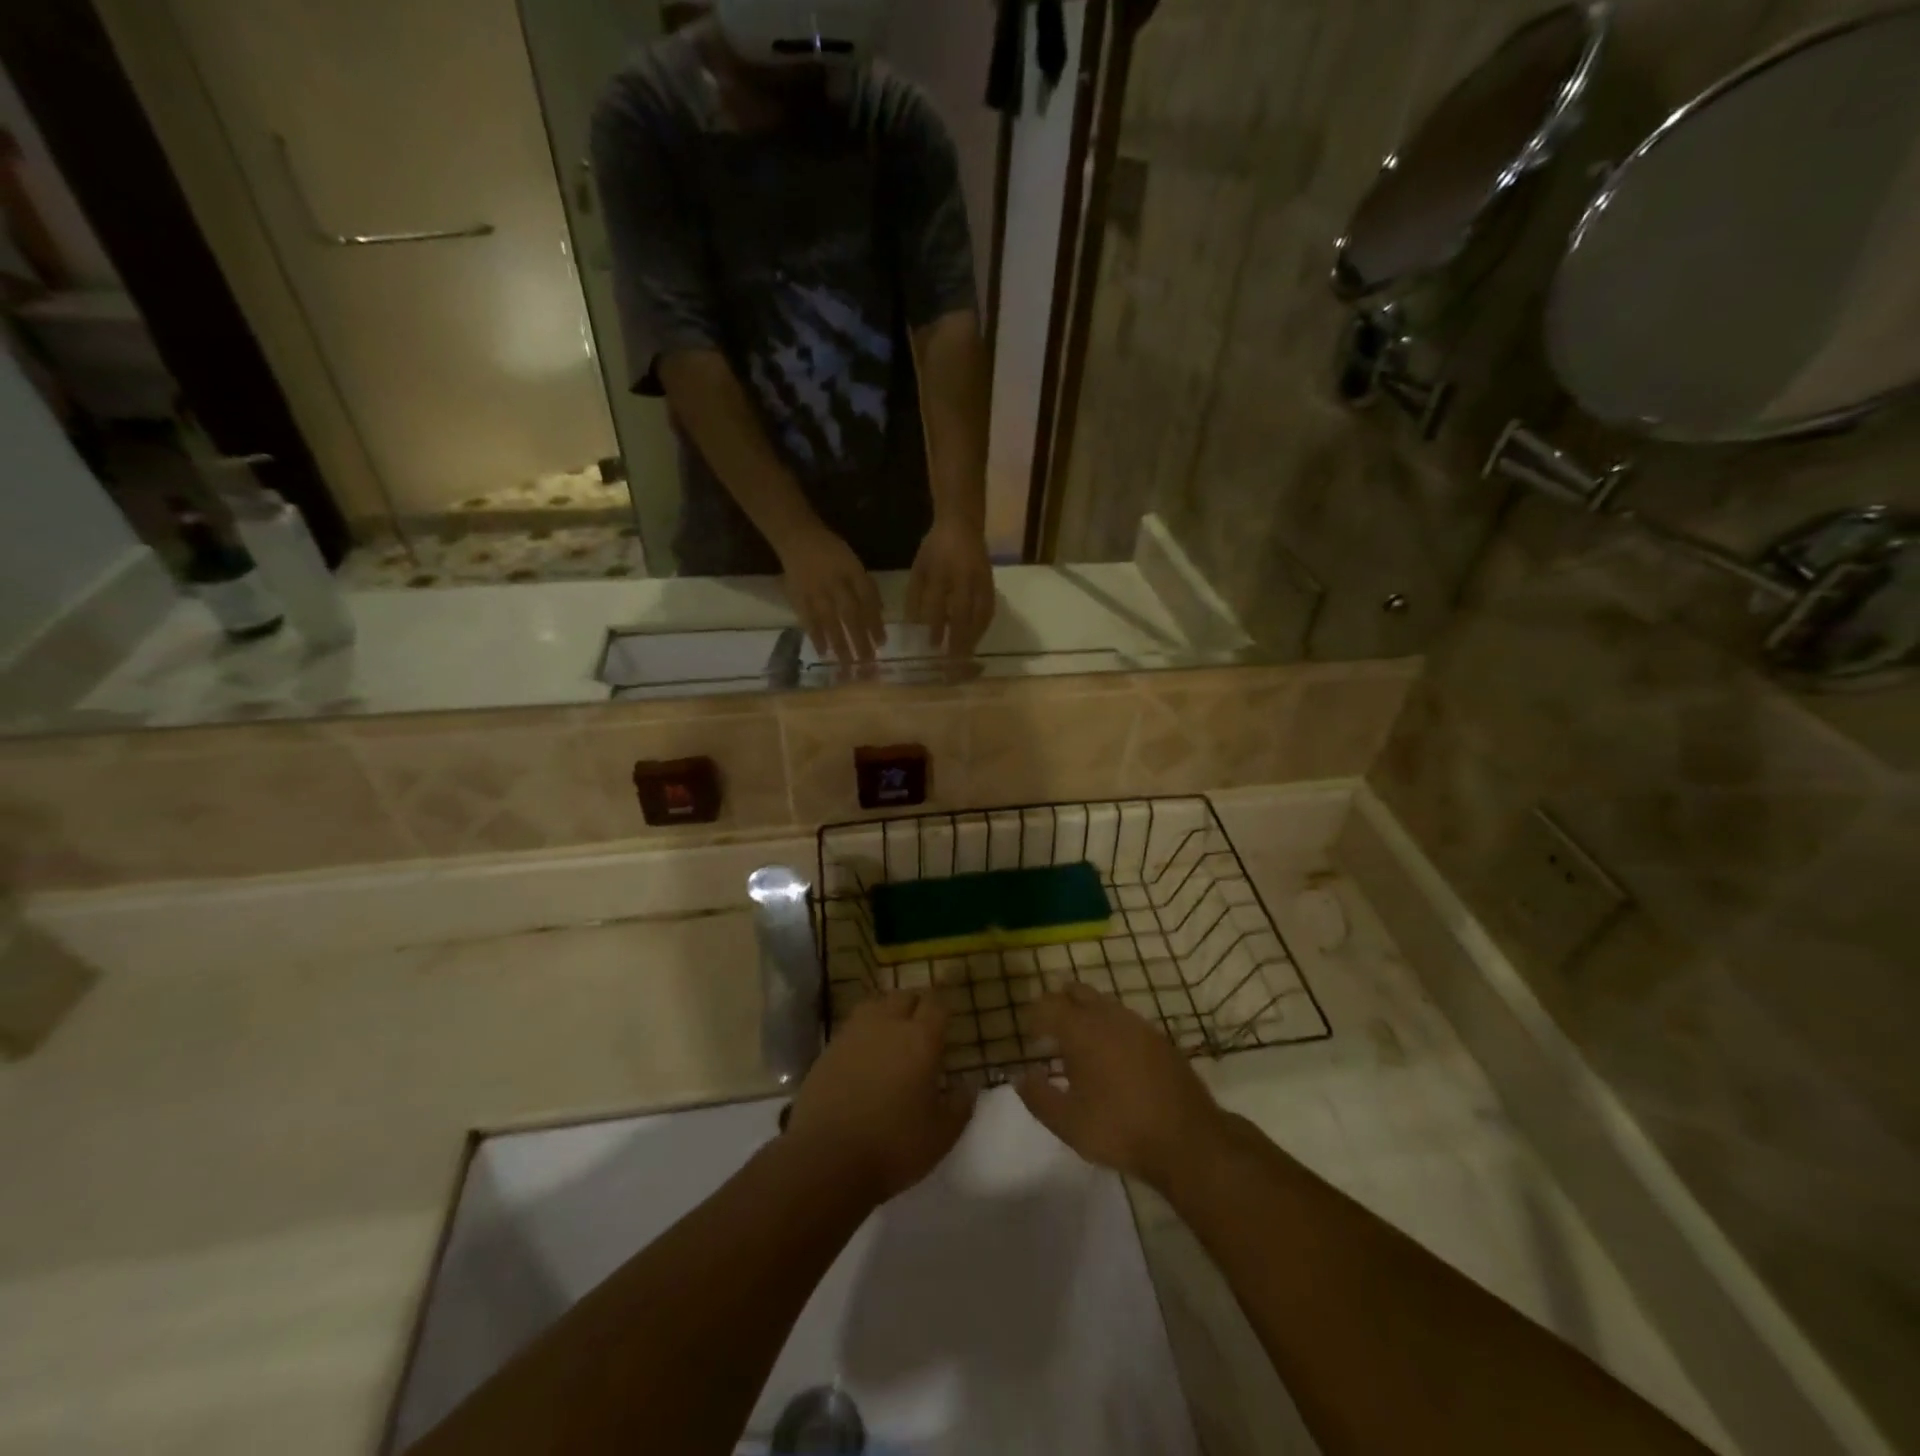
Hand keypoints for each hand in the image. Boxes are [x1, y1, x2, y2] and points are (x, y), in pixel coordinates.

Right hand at [778, 524, 884, 664]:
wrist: (796, 536)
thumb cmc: (831, 551)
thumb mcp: (853, 562)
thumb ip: (865, 586)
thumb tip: (879, 614)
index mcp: (852, 571)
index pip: (867, 599)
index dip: (876, 622)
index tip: (882, 643)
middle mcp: (835, 582)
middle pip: (850, 614)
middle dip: (860, 639)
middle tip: (868, 662)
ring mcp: (815, 590)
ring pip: (830, 621)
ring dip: (840, 644)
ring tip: (849, 665)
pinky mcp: (797, 596)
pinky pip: (807, 620)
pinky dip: (816, 637)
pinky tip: (824, 654)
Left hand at [785, 991, 974, 1203]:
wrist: (826, 1158)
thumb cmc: (893, 1145)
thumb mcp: (941, 1134)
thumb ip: (960, 1105)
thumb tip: (968, 1085)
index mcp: (920, 1039)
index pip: (935, 1004)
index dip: (942, 1008)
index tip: (946, 1019)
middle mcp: (887, 1025)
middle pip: (904, 996)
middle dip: (916, 1004)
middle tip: (922, 1024)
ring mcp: (853, 1034)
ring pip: (874, 1004)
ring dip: (887, 1011)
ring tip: (892, 1030)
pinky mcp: (828, 1050)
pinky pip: (851, 1027)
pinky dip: (862, 1031)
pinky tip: (864, 1052)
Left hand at [906, 516, 994, 656]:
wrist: (962, 524)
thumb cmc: (935, 549)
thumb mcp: (919, 568)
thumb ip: (915, 596)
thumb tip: (913, 626)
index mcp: (940, 571)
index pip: (937, 604)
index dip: (934, 626)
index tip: (931, 647)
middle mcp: (963, 577)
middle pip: (962, 613)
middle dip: (957, 639)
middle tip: (952, 661)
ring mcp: (980, 580)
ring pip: (980, 614)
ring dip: (973, 637)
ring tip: (966, 656)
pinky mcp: (991, 583)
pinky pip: (990, 609)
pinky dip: (983, 627)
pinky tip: (976, 639)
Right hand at [1017, 985, 1225, 1190]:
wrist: (1188, 1140)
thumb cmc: (1120, 1130)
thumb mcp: (1067, 1123)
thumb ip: (1037, 1096)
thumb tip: (1019, 1075)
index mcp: (1081, 1030)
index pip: (1048, 1005)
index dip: (1034, 1017)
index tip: (1030, 1038)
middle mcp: (1108, 1016)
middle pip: (1076, 991)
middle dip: (1059, 1004)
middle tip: (1050, 1030)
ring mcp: (1137, 1023)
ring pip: (1103, 1002)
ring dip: (1085, 1013)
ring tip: (1079, 1044)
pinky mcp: (1158, 1037)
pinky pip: (1124, 1018)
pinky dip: (1109, 1026)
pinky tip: (1111, 1055)